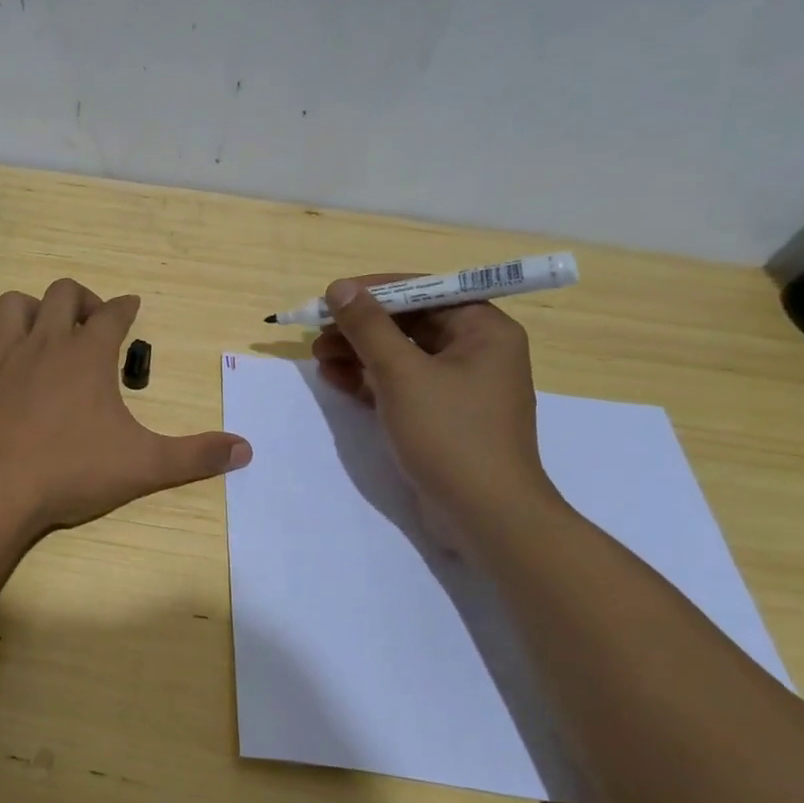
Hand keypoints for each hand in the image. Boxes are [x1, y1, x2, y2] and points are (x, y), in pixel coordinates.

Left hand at [0, 279, 251, 537]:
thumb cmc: (71, 474)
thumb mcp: (144, 466)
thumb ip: (195, 455)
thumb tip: (246, 450)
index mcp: (87, 356)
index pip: (114, 314)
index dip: (126, 307)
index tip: (132, 306)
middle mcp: (44, 344)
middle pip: (63, 293)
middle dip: (82, 300)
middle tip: (91, 325)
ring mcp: (1, 357)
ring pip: (13, 304)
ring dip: (32, 309)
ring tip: (44, 332)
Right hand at [312, 275, 560, 544]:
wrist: (485, 515)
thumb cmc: (449, 434)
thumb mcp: (401, 374)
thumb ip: (368, 327)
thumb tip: (340, 288)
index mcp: (484, 330)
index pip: (424, 292)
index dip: (374, 292)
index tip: (331, 299)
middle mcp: (477, 351)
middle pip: (410, 324)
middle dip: (361, 328)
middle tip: (318, 334)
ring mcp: (460, 387)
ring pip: (402, 356)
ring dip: (359, 354)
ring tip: (319, 358)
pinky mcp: (442, 416)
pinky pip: (402, 385)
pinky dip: (370, 381)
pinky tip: (335, 380)